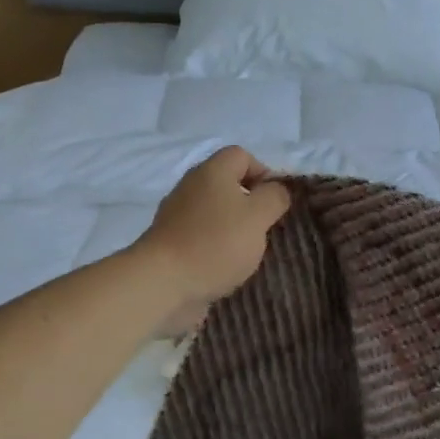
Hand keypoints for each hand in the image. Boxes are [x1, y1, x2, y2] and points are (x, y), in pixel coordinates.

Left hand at [135, 146, 291, 335]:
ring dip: (233, 227)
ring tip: (248, 251)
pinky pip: (201, 235)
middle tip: (264, 227)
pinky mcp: (170, 242)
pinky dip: (215, 246)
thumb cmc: (216, 243)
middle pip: (227, 183)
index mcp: (212, 171)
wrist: (162, 282)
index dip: (264, 172)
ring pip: (214, 211)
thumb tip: (277, 189)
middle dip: (250, 203)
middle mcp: (191, 186)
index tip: (275, 201)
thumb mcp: (258, 217)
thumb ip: (274, 197)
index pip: (241, 155)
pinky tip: (226, 266)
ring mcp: (176, 214)